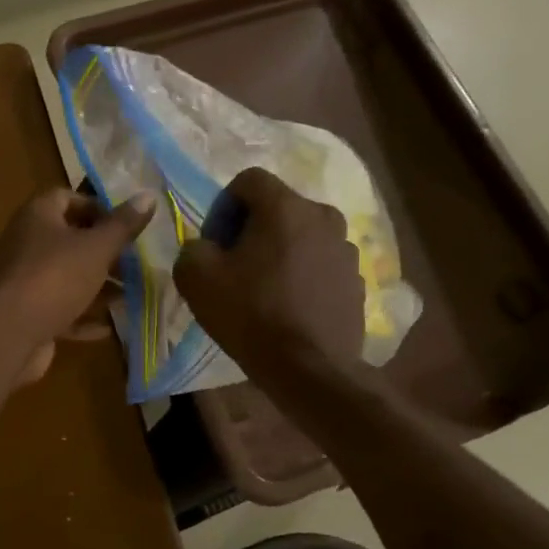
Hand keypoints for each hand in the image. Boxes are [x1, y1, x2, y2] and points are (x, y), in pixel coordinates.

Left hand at [0, 188, 155, 383]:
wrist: (7, 334)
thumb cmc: (54, 277)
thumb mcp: (96, 248)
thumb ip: (122, 225)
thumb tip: (148, 195)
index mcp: (37, 216)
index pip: (66, 198)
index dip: (96, 207)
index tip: (124, 225)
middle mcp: (25, 243)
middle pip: (67, 239)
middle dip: (102, 251)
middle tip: (134, 264)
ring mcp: (23, 281)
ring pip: (65, 277)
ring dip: (96, 286)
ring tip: (129, 295)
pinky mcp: (25, 314)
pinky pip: (58, 309)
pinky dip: (81, 316)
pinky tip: (107, 328)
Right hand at [174, 168, 369, 387]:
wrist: (309, 369)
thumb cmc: (250, 314)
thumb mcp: (197, 277)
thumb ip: (192, 247)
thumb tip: (204, 246)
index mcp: (285, 207)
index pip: (249, 180)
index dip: (224, 205)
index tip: (215, 241)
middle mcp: (323, 217)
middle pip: (278, 207)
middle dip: (252, 228)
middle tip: (234, 264)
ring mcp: (346, 249)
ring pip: (302, 235)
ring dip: (280, 250)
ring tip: (264, 287)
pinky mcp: (356, 280)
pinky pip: (321, 263)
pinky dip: (303, 274)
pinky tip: (288, 306)